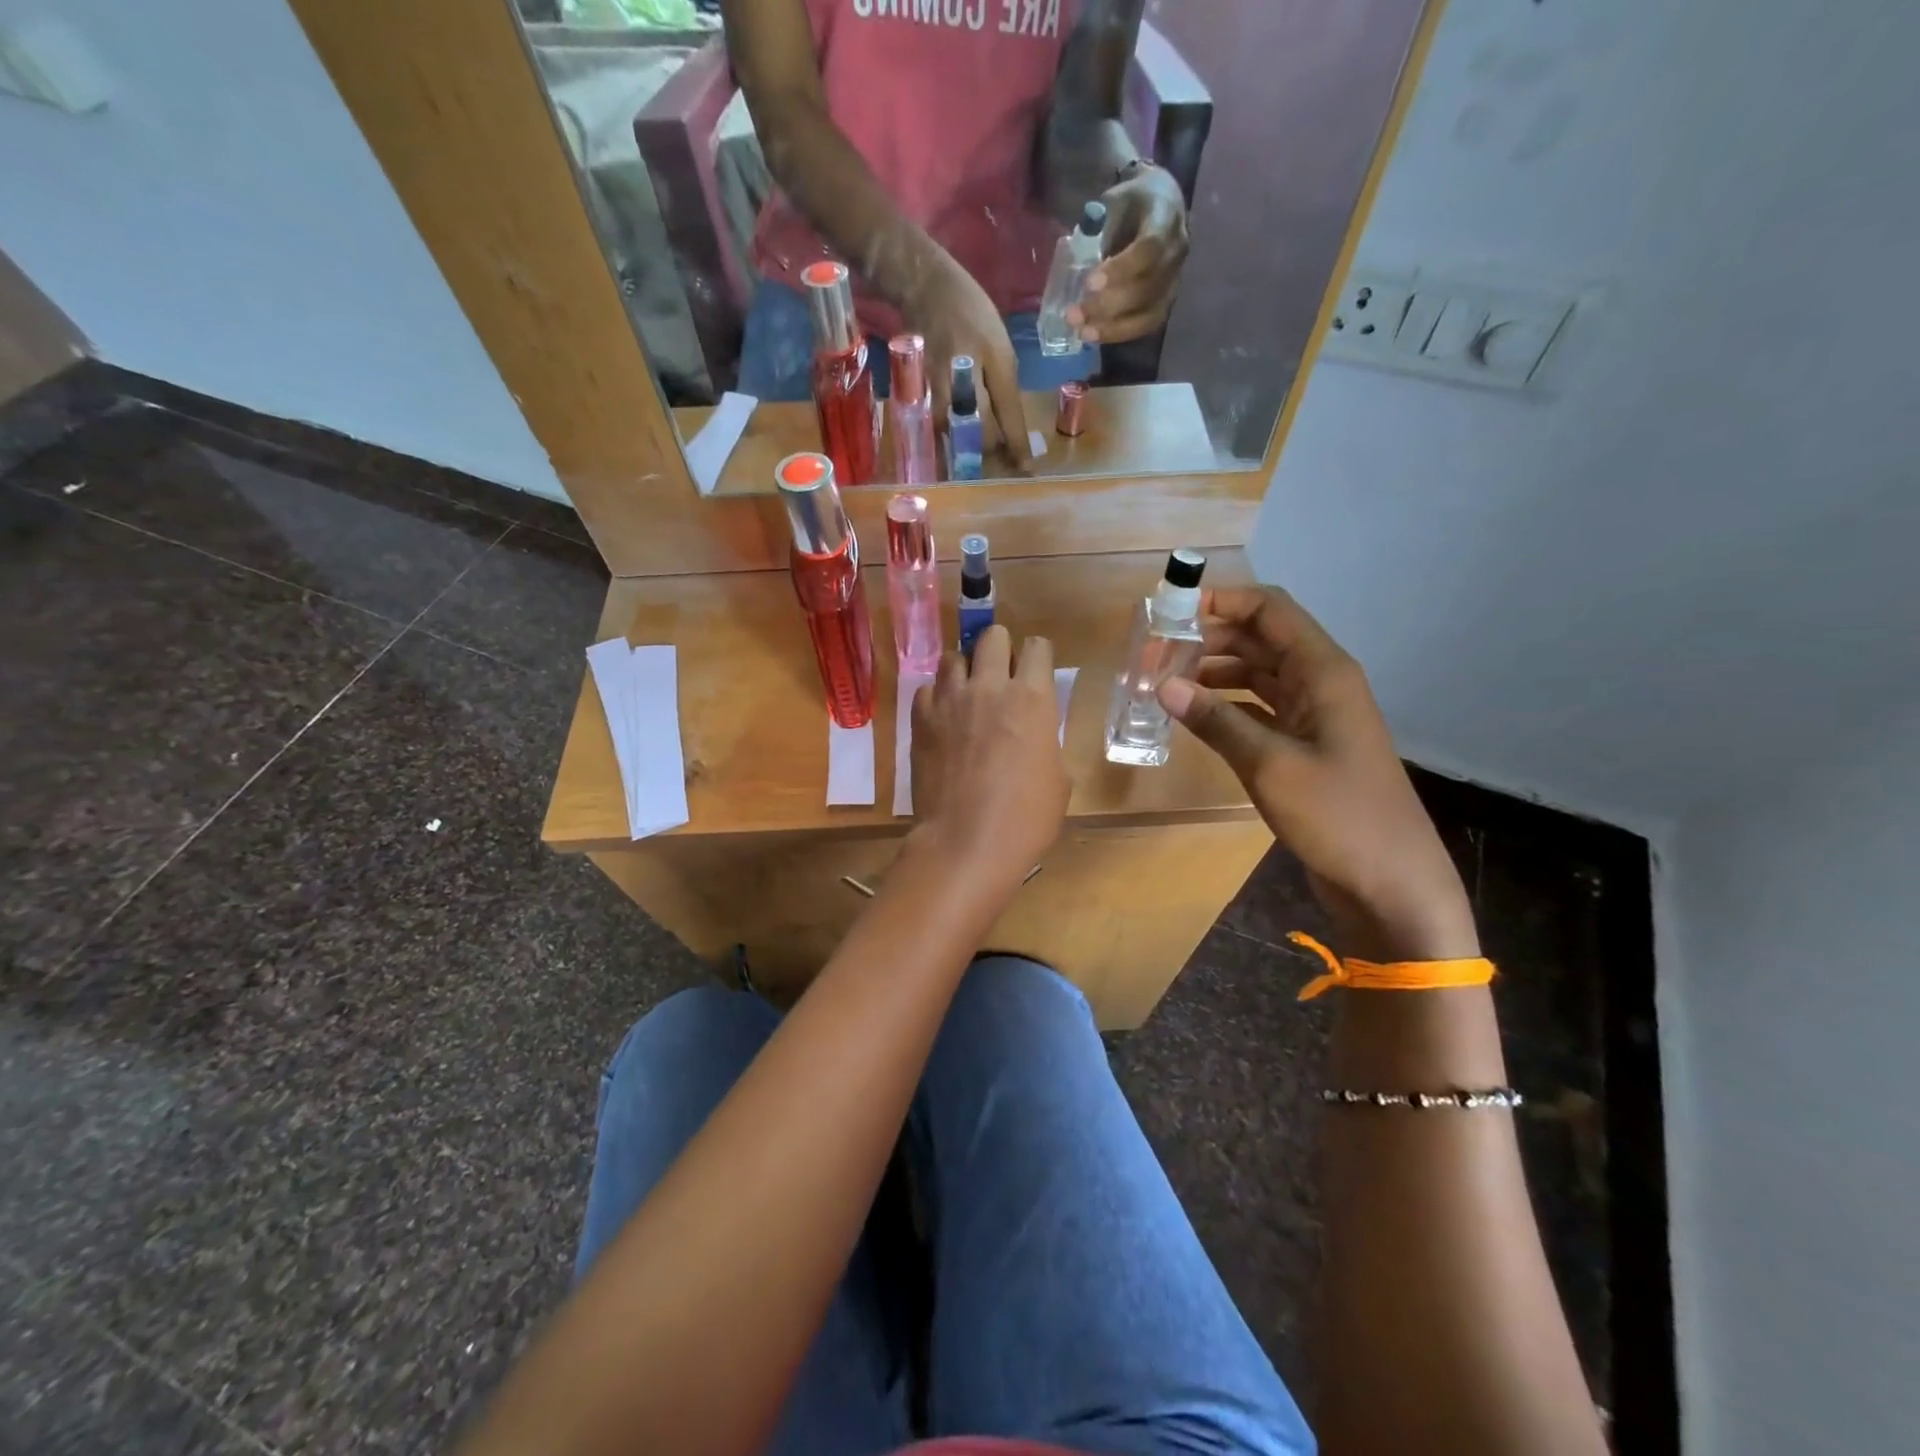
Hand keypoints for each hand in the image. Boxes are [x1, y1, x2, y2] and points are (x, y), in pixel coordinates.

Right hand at [902, 253, 1032, 468]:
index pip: (1009, 411)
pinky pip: (934, 421)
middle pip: (980, 427)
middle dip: (990, 451)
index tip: (1026, 468)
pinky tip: (948, 444)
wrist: (926, 284)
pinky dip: (943, 436)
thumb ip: (1004, 382)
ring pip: (954, 429)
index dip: (1017, 443)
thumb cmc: (971, 310)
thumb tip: (1008, 422)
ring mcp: (940, 379)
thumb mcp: (999, 342)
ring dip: (964, 447)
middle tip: (996, 464)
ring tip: (971, 458)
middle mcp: (968, 371)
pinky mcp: (920, 384)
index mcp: (996, 358)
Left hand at [911, 626, 1068, 887]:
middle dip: (999, 649)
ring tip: (967, 694)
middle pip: (992, 636)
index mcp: (1032, 697)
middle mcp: (989, 687)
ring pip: (953, 656)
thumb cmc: (1026, 818)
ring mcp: (950, 700)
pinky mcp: (920, 719)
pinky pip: (927, 690)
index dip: (1037, 657)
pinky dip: (936, 699)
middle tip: (1000, 675)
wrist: (967, 842)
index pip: (1037, 646)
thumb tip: (1033, 733)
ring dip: (964, 669)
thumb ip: (1045, 740)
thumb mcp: (1057, 779)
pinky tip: (942, 719)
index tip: (1035, 672)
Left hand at [1070, 164, 1188, 344]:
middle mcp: (1176, 253)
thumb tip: (1076, 265)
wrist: (1160, 203)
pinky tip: (1095, 335)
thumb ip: (1099, 230)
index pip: (1149, 249)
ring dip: (1112, 328)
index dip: (1120, 270)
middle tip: (1074, 315)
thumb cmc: (1131, 203)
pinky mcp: (1166, 301)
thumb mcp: (1113, 202)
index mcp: (1165, 218)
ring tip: (1082, 332)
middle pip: (1147, 288)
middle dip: (1107, 306)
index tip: (1089, 284)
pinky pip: (1146, 325)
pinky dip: (1119, 333)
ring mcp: (1174, 281)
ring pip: (1148, 314)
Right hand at [1157, 587, 1476, 961]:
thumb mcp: (1269, 765)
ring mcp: (1313, 715)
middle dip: (1208, 638)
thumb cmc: (1337, 815)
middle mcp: (1319, 683)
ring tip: (1164, 682)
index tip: (1171, 612)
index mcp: (1323, 671)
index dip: (1222, 601)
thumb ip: (1216, 721)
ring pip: (1256, 674)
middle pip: (1260, 638)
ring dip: (1214, 672)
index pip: (1270, 611)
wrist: (1389, 881)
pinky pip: (1258, 708)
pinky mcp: (1304, 745)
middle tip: (1155, 654)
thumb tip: (1163, 685)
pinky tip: (1192, 715)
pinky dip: (1225, 705)